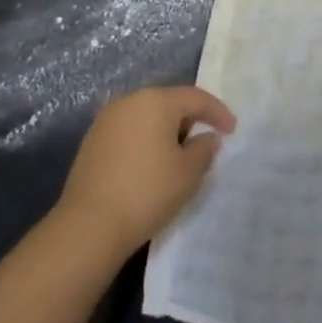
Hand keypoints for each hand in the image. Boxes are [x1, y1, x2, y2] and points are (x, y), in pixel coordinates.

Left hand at [52, 85, 236, 262]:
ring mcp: (107, 119)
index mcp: (156, 100)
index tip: (232, 130)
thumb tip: (206, 137)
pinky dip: (145, 141)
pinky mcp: (92, 140)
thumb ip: (204, 149)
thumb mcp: (188, 173)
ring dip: (166, 131)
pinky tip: (150, 164)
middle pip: (169, 102)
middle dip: (190, 120)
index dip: (218, 112)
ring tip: (178, 155)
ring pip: (147, 116)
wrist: (89, 225)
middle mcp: (129, 100)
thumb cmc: (147, 192)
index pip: (195, 97)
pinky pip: (129, 131)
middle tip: (205, 142)